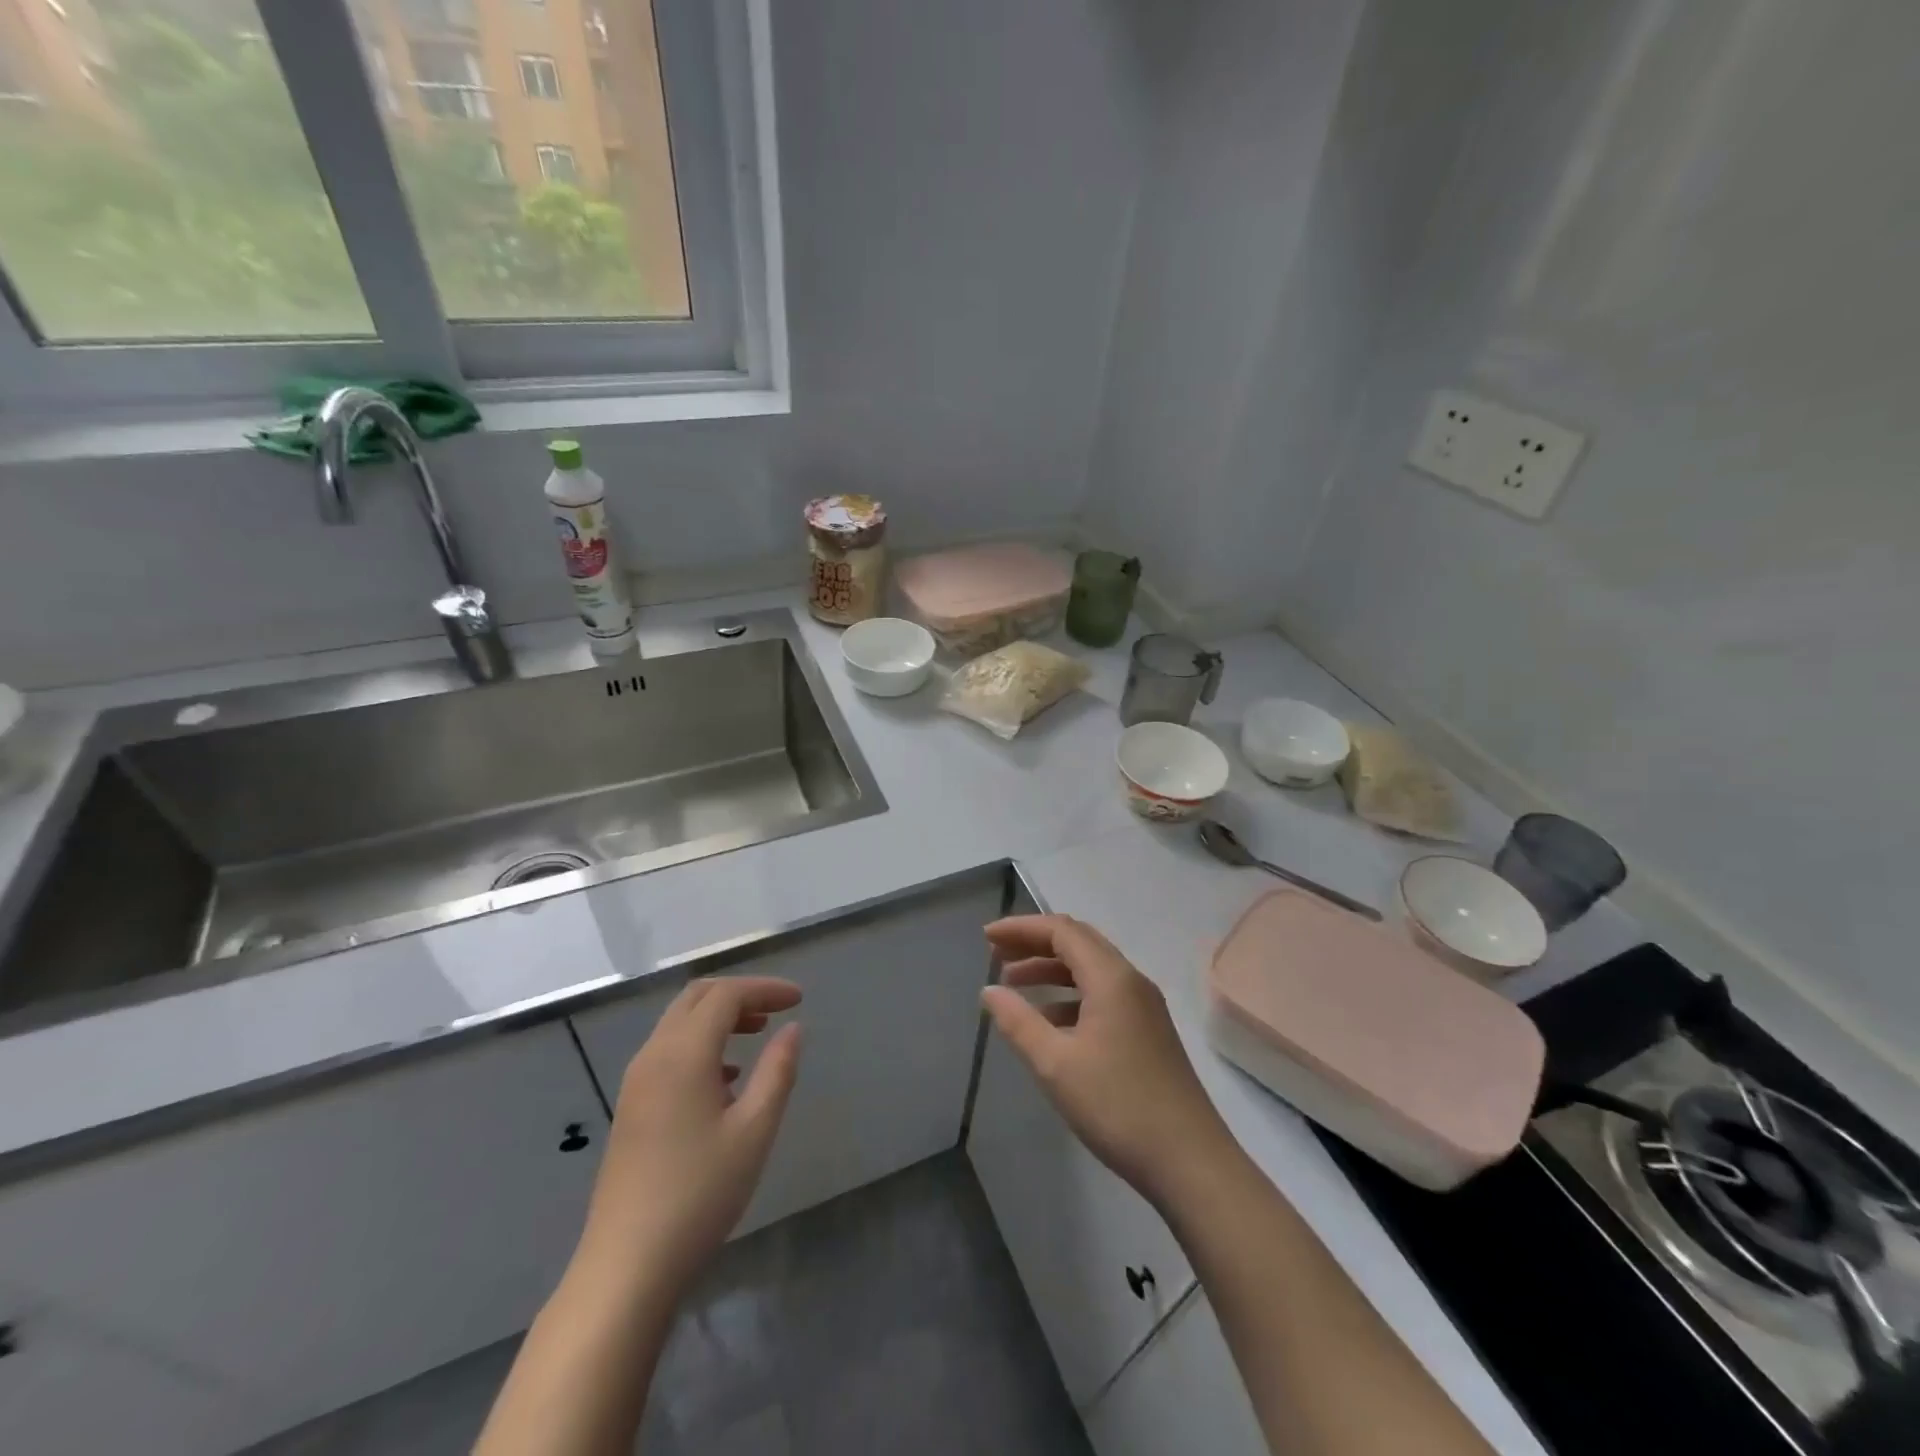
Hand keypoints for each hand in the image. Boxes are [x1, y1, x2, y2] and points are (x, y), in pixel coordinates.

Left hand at [572, 976, 802, 1301]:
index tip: (799, 999)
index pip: (726, 995)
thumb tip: (793, 1029)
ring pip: (679, 1023)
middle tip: (777, 1010)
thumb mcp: (754, 1130)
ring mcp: (636, 1082)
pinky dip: (701, 1044)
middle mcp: (654, 1055)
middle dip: (740, 994)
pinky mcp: (631, 1107)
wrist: (627, 1266)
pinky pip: (668, 1051)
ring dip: (719, 1018)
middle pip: (697, 999)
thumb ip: (778, 1071)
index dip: (765, 988)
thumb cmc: (700, 1194)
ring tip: (758, 1035)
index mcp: (683, 1054)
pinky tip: (726, 1078)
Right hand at [981, 915, 1234, 1208]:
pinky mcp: (1149, 1031)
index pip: (1062, 931)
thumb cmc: (1117, 1106)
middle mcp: (1131, 981)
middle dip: (1035, 943)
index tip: (986, 937)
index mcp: (1111, 978)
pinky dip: (1070, 995)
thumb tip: (989, 991)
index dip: (1021, 928)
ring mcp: (1144, 1006)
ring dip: (1051, 969)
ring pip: (1091, 969)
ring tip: (1013, 984)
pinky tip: (1048, 1020)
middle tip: (996, 953)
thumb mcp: (1055, 1065)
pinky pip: (1103, 994)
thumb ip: (1018, 1022)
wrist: (1190, 1162)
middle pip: (1078, 942)